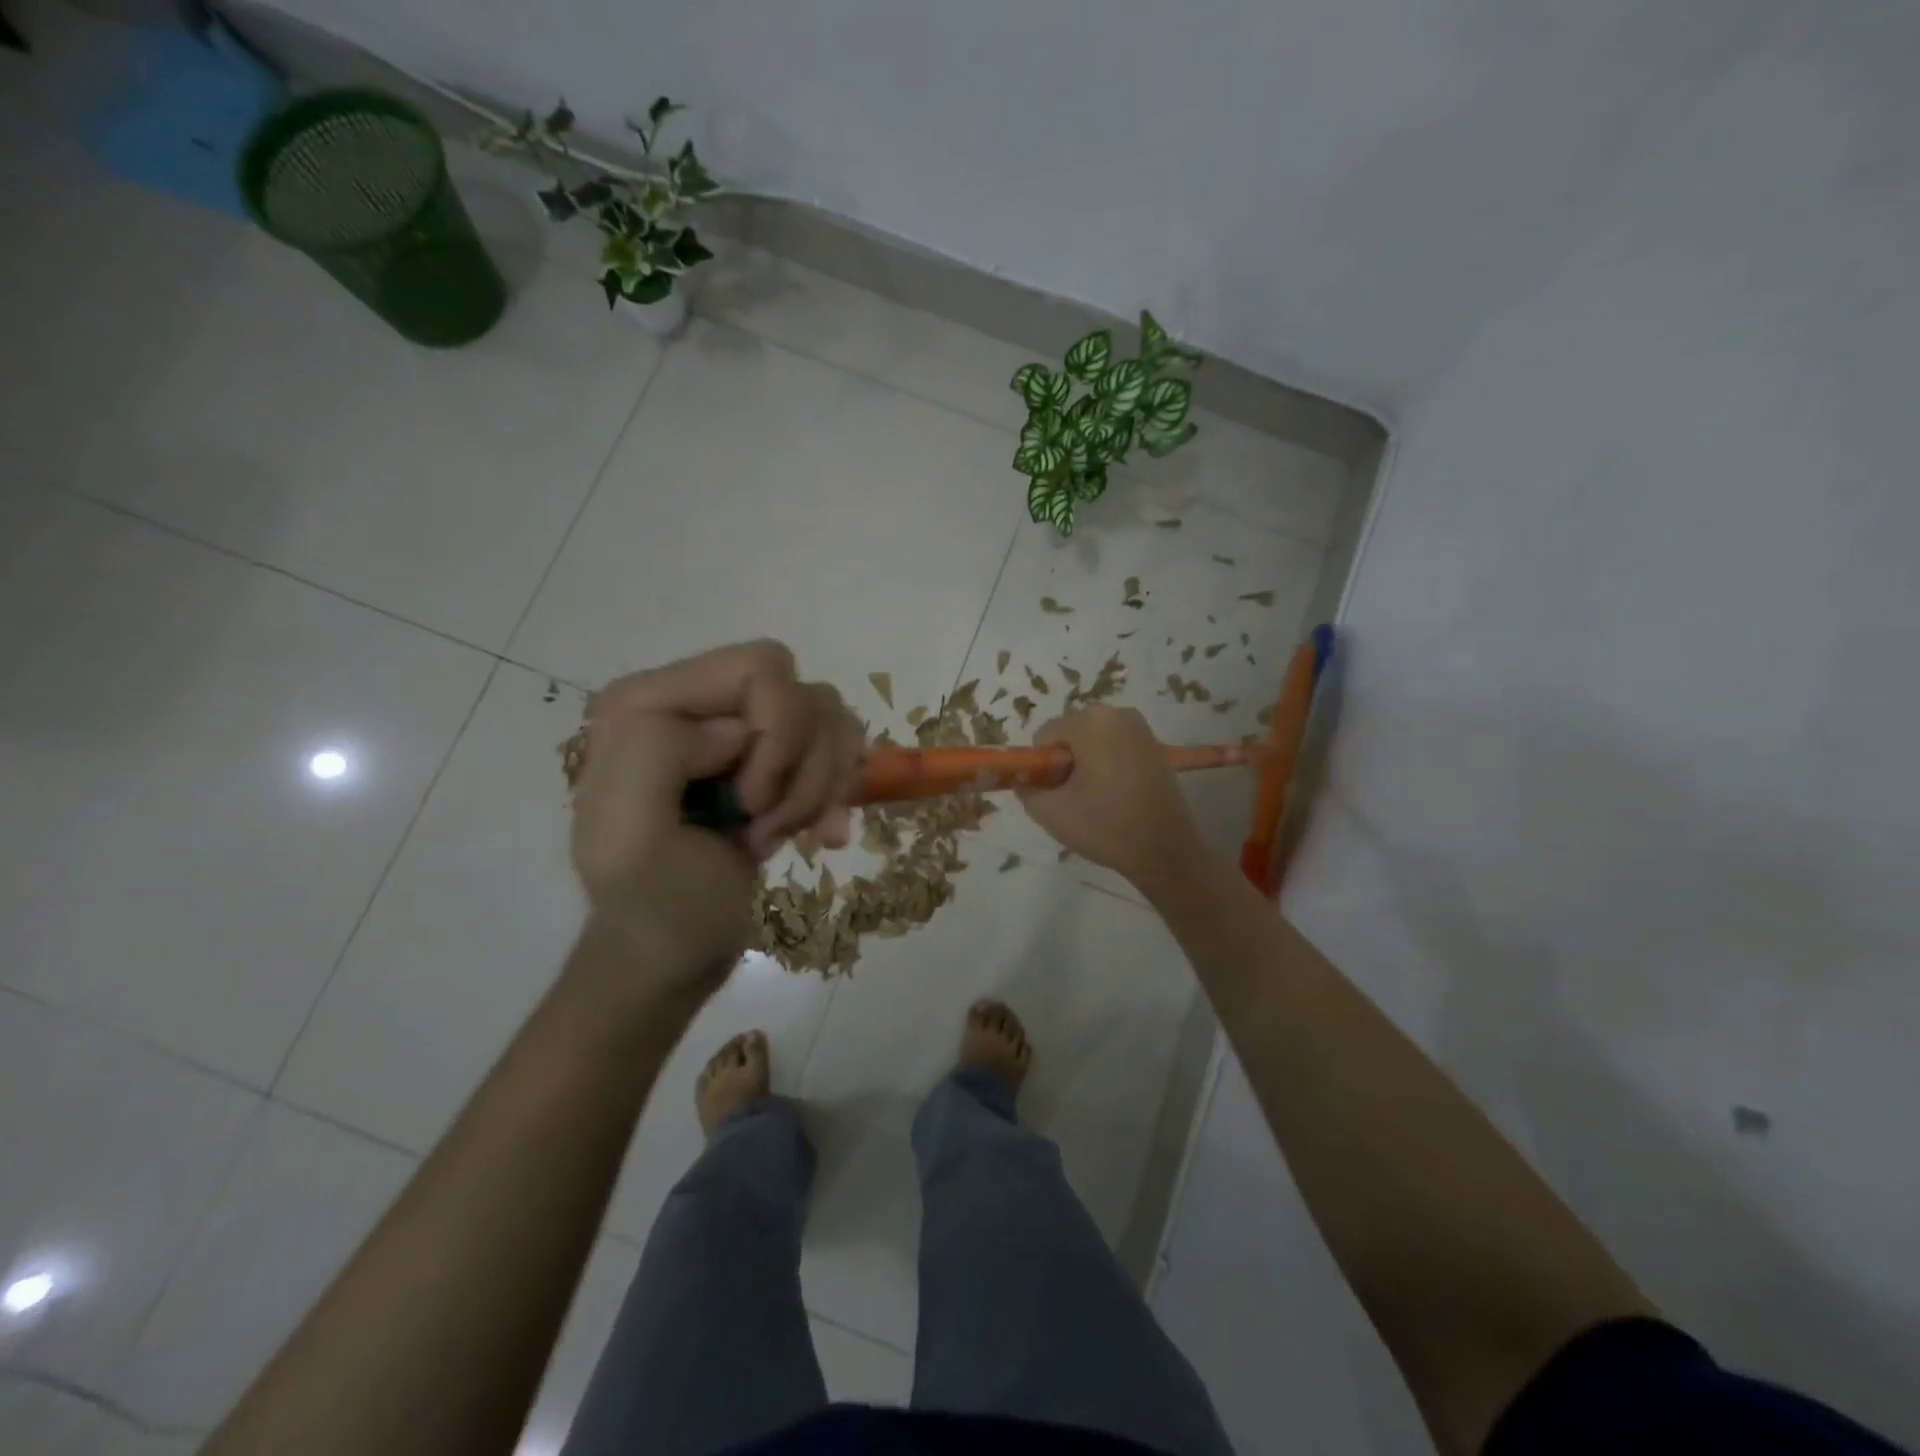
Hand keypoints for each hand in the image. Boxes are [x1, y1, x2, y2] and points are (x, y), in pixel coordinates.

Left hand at [569, 641, 863, 994]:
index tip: (750, 802)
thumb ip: (656, 754)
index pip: (760, 669)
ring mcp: (742, 728)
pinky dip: (834, 795)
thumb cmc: (653, 908)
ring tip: (775, 833)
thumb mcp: (629, 840)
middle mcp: (699, 701)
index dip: (778, 735)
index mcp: (650, 702)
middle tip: (762, 820)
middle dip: (801, 766)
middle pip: (802, 693)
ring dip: (817, 787)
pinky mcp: (775, 757)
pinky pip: (839, 747)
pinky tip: (816, 834)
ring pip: (829, 719)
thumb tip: (737, 728)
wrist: (673, 955)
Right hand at [1017, 706, 1207, 891]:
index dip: (1043, 765)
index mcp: (1091, 721)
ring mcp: (1141, 728)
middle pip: (1070, 734)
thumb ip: (1026, 789)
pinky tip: (1116, 795)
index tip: (1057, 793)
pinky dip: (1108, 766)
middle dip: (1066, 761)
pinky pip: (1115, 749)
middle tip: (1075, 797)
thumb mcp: (1050, 812)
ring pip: (1093, 742)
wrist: (1166, 850)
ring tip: (1096, 799)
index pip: (1045, 735)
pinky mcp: (1155, 746)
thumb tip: (1024, 780)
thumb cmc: (1105, 826)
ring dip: (1087, 764)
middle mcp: (1117, 713)